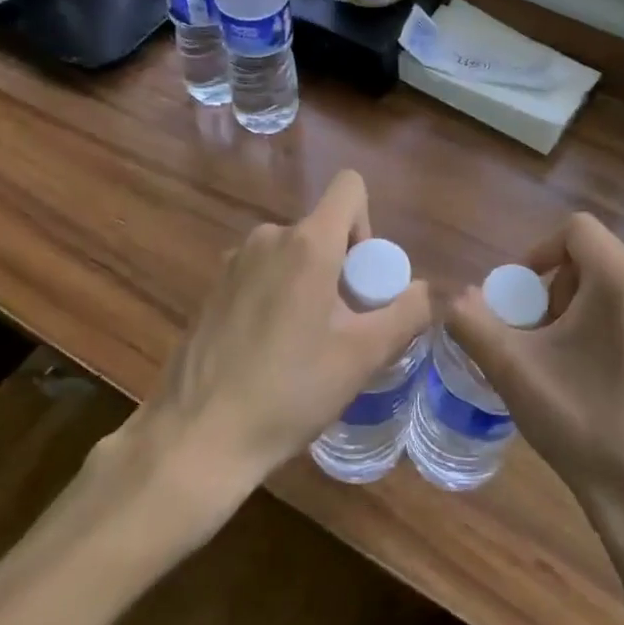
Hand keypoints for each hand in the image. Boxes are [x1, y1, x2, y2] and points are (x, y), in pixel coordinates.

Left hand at [137, 171, 429, 497]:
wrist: (196, 437)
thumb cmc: (288, 392)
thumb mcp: (362, 357)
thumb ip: (406, 313)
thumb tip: (427, 290)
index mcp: (307, 243)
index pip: (349, 187)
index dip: (367, 224)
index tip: (362, 279)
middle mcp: (268, 237)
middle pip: (322, 229)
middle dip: (341, 268)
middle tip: (340, 328)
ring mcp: (234, 261)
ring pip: (291, 254)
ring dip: (308, 284)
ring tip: (304, 346)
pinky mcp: (213, 287)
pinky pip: (262, 273)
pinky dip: (276, 296)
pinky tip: (267, 352)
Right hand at [444, 213, 623, 527]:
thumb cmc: (583, 425)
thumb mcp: (514, 371)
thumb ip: (474, 322)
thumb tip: (458, 298)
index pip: (576, 230)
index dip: (539, 252)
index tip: (521, 296)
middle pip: (596, 256)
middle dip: (559, 286)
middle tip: (540, 334)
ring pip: (620, 282)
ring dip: (584, 305)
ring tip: (567, 356)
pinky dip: (614, 322)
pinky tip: (602, 374)